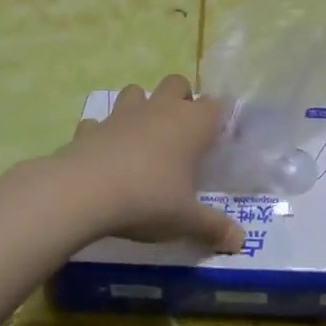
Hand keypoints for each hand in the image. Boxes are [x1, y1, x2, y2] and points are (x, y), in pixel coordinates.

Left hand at [51, 74, 243, 252]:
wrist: (85, 192)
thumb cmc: (148, 199)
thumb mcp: (185, 220)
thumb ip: (213, 227)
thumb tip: (240, 241)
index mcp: (192, 124)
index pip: (216, 105)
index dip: (218, 118)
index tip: (217, 138)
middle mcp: (161, 109)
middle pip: (177, 83)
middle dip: (181, 99)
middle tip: (181, 132)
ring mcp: (123, 114)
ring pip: (136, 91)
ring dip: (141, 106)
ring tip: (142, 135)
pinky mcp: (91, 127)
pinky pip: (98, 121)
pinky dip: (102, 132)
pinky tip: (103, 151)